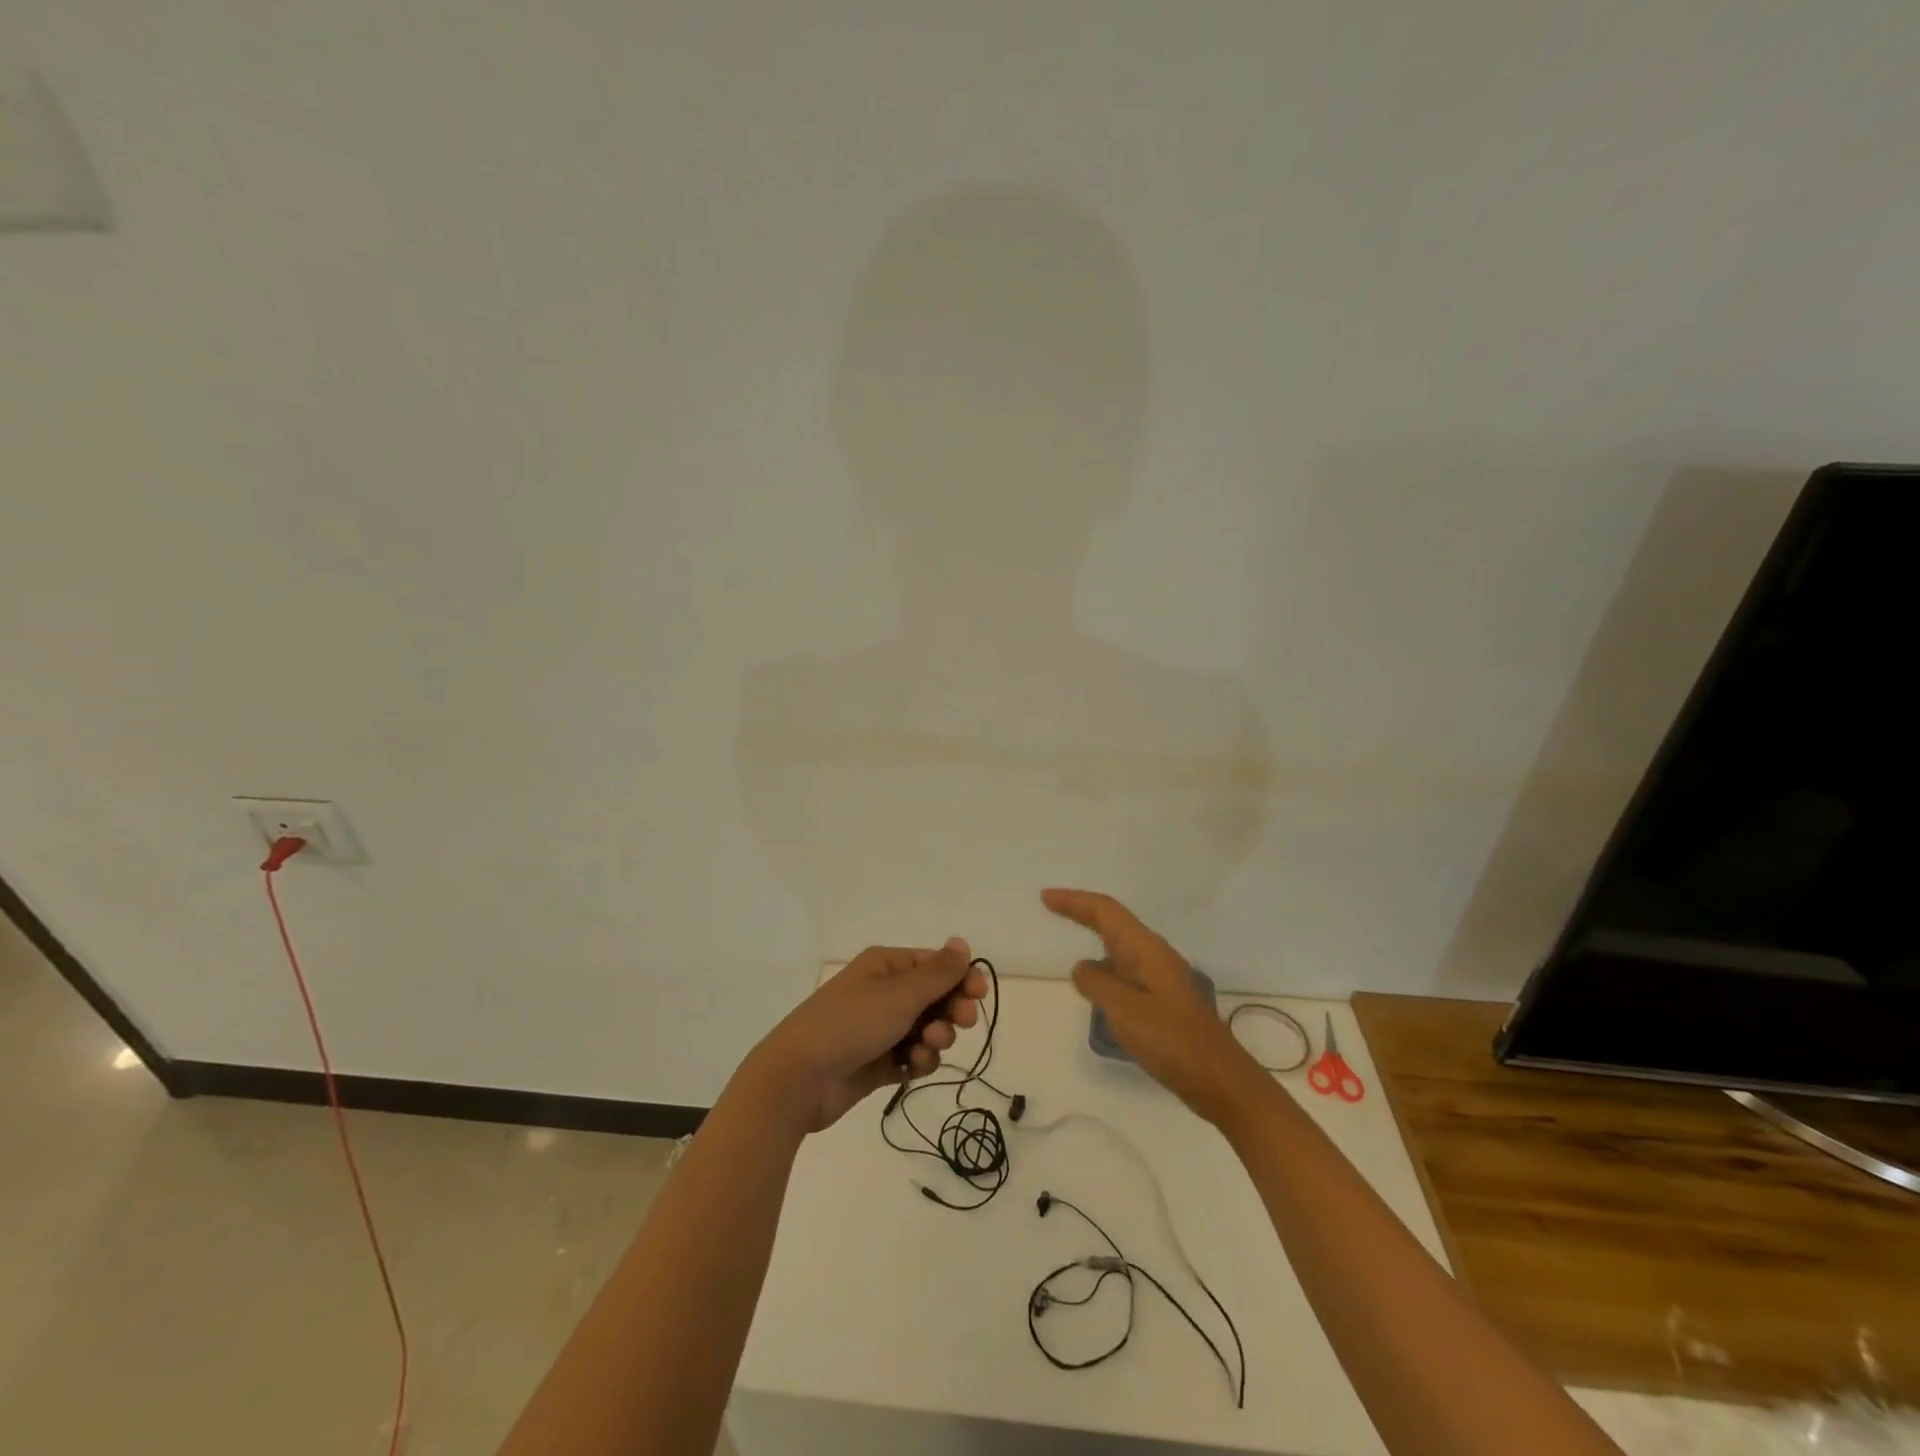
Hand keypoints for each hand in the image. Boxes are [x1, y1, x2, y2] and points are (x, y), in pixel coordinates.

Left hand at [740, 938, 987, 1134]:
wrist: (799, 1078)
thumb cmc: (851, 1024)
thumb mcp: (900, 994)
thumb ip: (937, 972)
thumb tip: (961, 942)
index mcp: (885, 966)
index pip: (935, 964)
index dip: (961, 977)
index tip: (978, 995)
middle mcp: (883, 992)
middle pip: (934, 997)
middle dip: (951, 1010)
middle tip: (961, 1023)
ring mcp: (879, 1029)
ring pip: (926, 1029)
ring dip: (935, 1039)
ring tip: (926, 1048)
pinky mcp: (876, 1062)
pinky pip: (911, 1057)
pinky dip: (918, 1061)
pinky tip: (911, 1067)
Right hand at [1043, 889, 1266, 1125]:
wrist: (1221, 1081)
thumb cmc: (1172, 1041)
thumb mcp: (1125, 1010)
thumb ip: (1097, 984)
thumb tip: (1082, 968)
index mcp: (1148, 950)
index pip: (1106, 911)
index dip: (1075, 901)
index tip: (1046, 897)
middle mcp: (1155, 956)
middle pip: (1114, 923)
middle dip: (1082, 912)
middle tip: (1051, 907)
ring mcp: (1162, 979)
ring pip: (1121, 947)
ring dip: (1095, 938)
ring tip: (1068, 941)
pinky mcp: (1163, 1001)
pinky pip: (1126, 971)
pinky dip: (1105, 968)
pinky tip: (1096, 985)